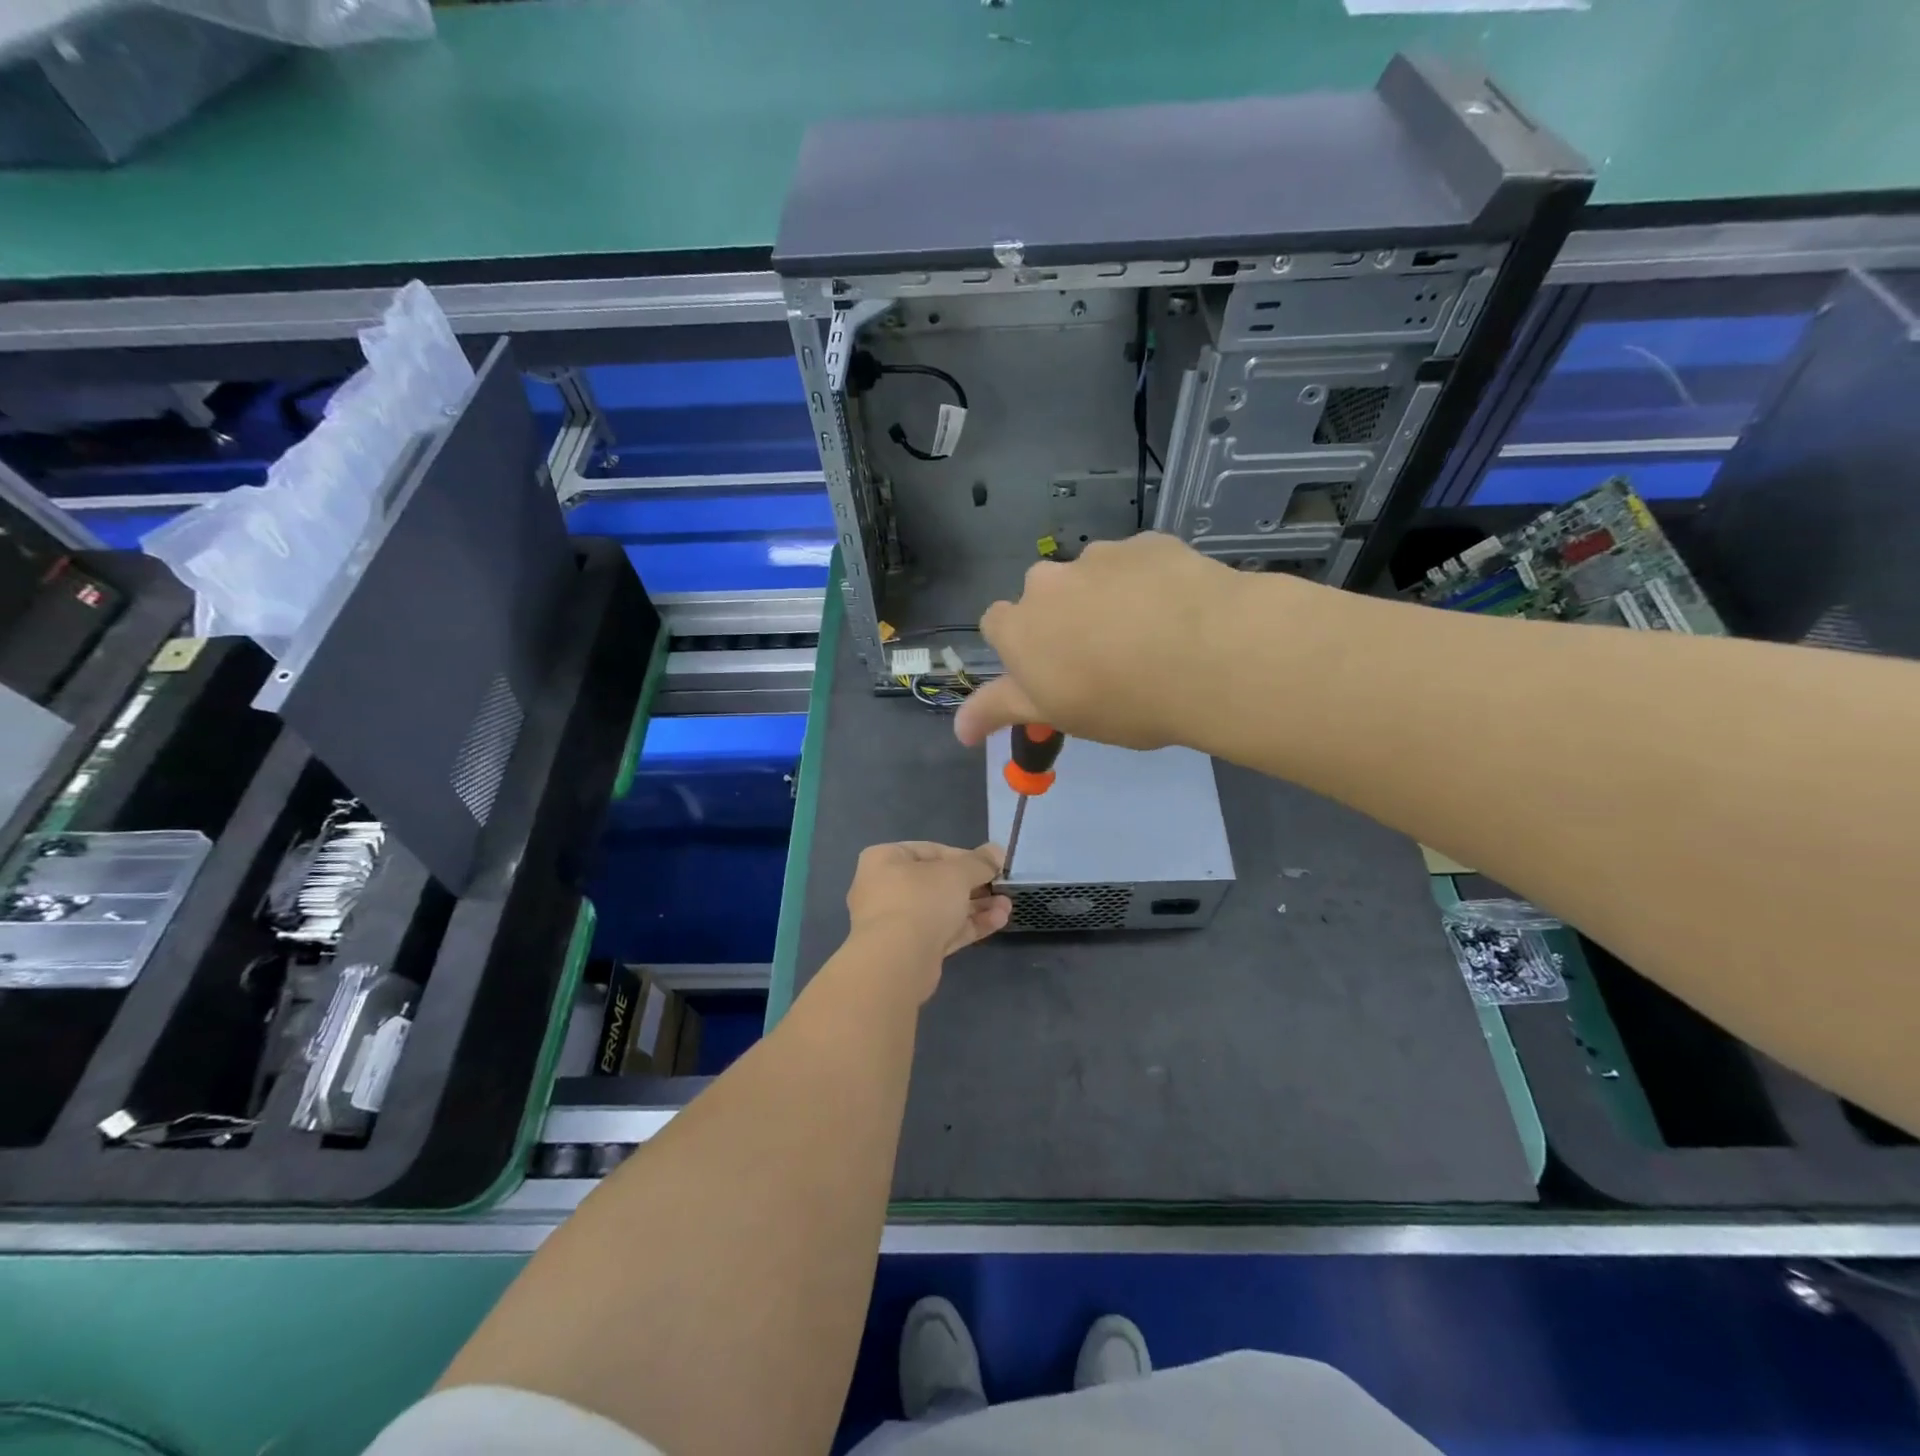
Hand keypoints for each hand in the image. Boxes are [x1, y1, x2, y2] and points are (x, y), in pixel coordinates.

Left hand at [844, 842, 1010, 999]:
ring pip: (943, 909)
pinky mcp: (911, 949)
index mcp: (885, 859)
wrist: (897, 962)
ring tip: (1007, 906)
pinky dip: (969, 925)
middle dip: (975, 885)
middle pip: (938, 882)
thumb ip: (980, 862)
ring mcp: (897, 921)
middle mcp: (886, 888)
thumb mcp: (957, 873)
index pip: (931, 850)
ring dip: (977, 906)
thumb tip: (997, 851)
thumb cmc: (921, 900)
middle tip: (1002, 887)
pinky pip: (943, 930)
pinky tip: (999, 921)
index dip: (965, 856)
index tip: (990, 864)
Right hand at [954, 532, 1257, 749]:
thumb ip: (1001, 711)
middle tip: (1104, 659)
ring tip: (1150, 636)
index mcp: (1019, 626)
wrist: (1210, 657)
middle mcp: (1049, 581)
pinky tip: (1178, 611)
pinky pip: (1138, 564)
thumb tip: (957, 729)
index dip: (1023, 649)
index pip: (998, 626)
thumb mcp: (1056, 714)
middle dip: (1064, 620)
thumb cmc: (1122, 700)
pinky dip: (1148, 583)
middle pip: (1045, 598)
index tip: (1052, 672)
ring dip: (1107, 599)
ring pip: (1093, 577)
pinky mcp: (1149, 542)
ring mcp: (1100, 556)